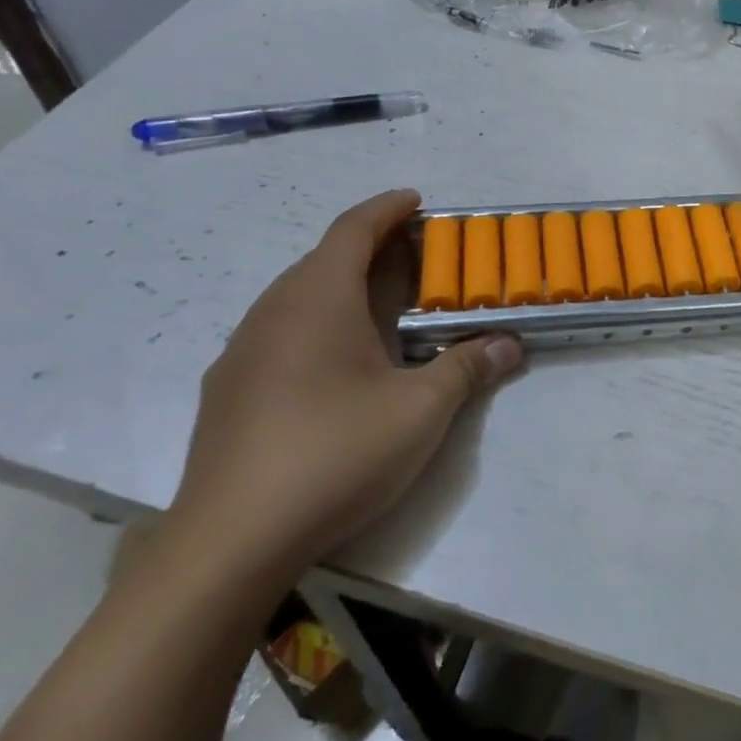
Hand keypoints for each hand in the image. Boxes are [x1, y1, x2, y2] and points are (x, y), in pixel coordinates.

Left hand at [164, 190, 521, 587]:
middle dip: (370, 247)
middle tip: (415, 257)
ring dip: (341, 285)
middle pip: (324, 258)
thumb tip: (511, 344)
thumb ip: (468, 368)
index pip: (353, 229)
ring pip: (297, 296)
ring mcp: (243, 352)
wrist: (231, 539)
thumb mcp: (421, 410)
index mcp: (318, 299)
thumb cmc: (336, 453)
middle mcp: (273, 312)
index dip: (386, 209)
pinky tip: (335, 362)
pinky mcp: (229, 390)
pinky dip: (316, 322)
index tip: (415, 200)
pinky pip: (279, 331)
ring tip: (381, 304)